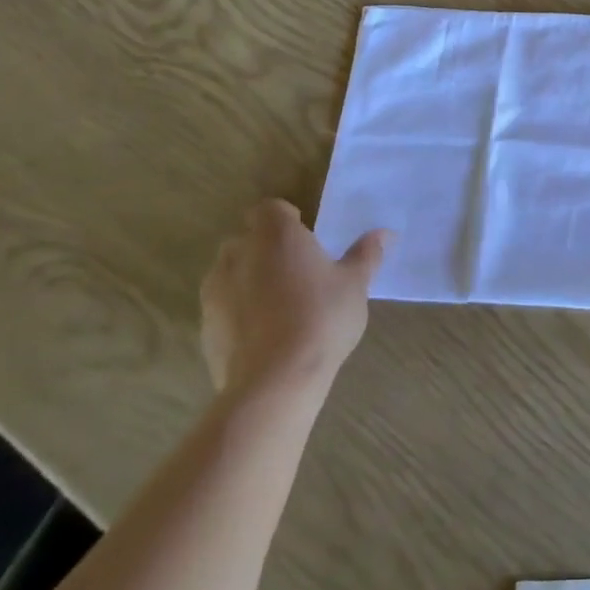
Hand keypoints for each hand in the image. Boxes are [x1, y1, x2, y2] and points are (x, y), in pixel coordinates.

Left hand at [200, 200, 389, 400]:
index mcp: (276, 235)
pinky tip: (264, 335)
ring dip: (249, 279)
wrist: (274, 381)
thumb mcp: (355, 284)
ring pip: (231, 272)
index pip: (271, 208)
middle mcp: (239, 254)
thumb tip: (385, 233)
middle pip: (248, 239)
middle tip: (298, 272)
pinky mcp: (205, 327)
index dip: (287, 219)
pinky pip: (223, 307)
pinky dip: (239, 312)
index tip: (306, 239)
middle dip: (267, 249)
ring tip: (279, 306)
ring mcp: (215, 291)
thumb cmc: (321, 318)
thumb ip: (366, 254)